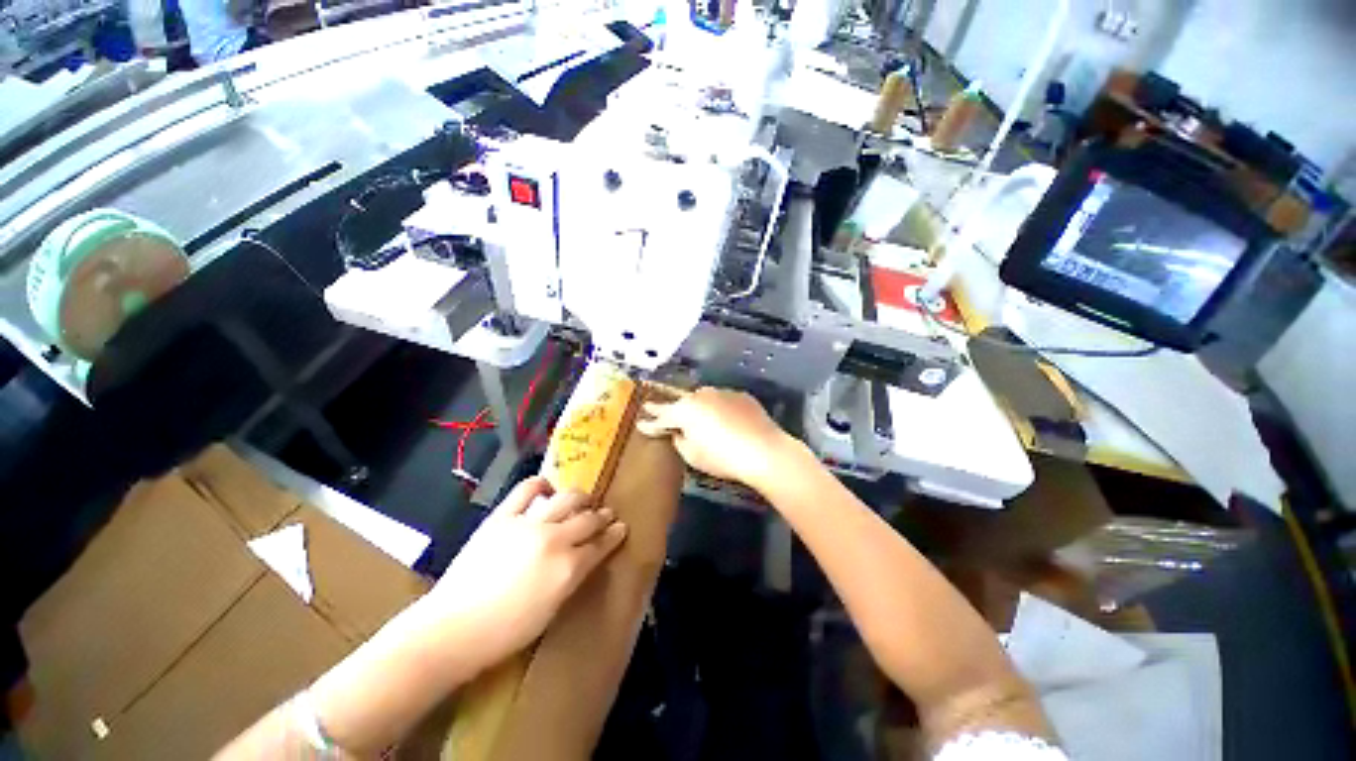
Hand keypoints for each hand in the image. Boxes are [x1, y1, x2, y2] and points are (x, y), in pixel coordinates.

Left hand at [426, 476, 626, 665]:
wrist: (452, 630)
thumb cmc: (505, 633)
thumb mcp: (551, 610)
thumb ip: (573, 578)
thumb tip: (585, 558)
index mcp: (569, 568)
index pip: (601, 545)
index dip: (614, 534)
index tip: (622, 527)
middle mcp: (555, 540)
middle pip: (588, 518)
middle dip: (603, 515)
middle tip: (607, 513)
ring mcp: (529, 524)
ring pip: (567, 498)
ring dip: (581, 498)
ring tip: (583, 500)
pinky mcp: (504, 516)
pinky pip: (527, 489)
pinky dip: (542, 485)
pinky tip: (547, 489)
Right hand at [636, 387, 794, 489]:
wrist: (764, 450)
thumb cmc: (723, 457)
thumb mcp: (693, 456)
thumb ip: (680, 441)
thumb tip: (680, 432)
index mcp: (685, 410)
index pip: (662, 416)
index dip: (651, 421)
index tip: (641, 422)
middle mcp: (701, 395)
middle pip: (682, 403)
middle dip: (673, 410)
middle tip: (664, 416)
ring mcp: (722, 393)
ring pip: (703, 399)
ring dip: (698, 408)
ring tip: (698, 420)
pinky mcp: (741, 396)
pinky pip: (723, 401)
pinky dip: (719, 409)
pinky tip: (725, 420)